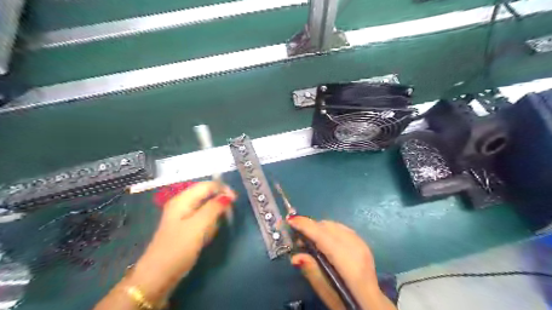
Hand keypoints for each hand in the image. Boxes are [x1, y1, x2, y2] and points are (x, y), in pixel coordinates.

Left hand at [135, 181, 238, 300]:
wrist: (158, 277)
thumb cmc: (178, 249)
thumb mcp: (198, 226)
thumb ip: (213, 208)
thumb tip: (228, 196)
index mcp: (182, 200)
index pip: (206, 185)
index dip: (222, 189)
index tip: (235, 201)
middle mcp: (182, 204)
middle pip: (206, 195)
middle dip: (218, 204)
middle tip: (226, 217)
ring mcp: (183, 216)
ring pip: (206, 208)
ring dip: (213, 217)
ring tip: (212, 231)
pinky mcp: (185, 228)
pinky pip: (202, 220)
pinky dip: (208, 225)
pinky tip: (206, 236)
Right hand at [289, 217, 396, 309]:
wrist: (373, 304)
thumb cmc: (348, 302)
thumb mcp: (328, 294)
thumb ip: (313, 273)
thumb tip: (295, 257)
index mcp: (349, 265)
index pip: (324, 238)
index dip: (307, 227)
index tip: (290, 220)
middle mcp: (357, 249)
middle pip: (329, 228)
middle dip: (311, 227)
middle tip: (297, 238)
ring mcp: (362, 244)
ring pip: (335, 225)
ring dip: (319, 227)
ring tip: (308, 239)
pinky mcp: (363, 243)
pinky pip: (341, 228)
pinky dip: (328, 229)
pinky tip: (323, 239)